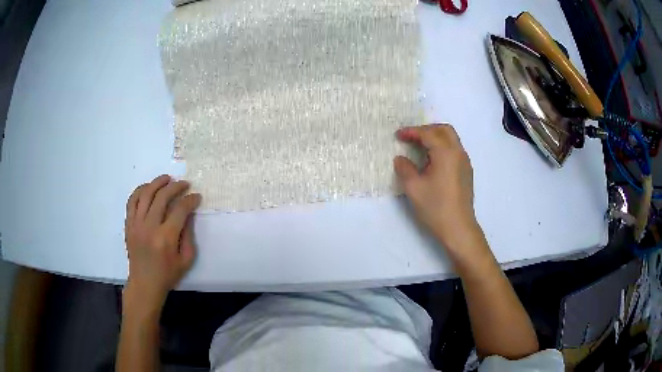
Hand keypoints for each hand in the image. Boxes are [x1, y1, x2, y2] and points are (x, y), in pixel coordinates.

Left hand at [124, 175, 201, 309]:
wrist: (144, 284)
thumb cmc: (167, 275)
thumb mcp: (186, 259)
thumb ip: (188, 235)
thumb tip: (188, 214)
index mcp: (166, 238)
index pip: (180, 210)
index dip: (190, 200)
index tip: (196, 197)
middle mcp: (149, 227)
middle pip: (162, 196)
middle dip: (176, 186)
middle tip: (184, 184)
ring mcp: (136, 224)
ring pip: (145, 194)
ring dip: (157, 182)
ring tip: (167, 179)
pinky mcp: (128, 224)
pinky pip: (132, 201)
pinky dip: (140, 190)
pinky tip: (149, 188)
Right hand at [394, 124, 477, 251]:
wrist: (458, 228)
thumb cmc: (435, 207)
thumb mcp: (413, 188)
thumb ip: (404, 168)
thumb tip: (400, 159)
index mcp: (446, 152)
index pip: (428, 134)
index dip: (411, 132)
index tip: (398, 135)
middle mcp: (458, 153)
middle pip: (444, 130)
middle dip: (427, 130)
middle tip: (411, 138)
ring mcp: (465, 162)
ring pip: (451, 140)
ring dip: (435, 138)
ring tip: (420, 149)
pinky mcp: (466, 172)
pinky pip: (454, 151)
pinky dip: (442, 148)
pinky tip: (432, 162)